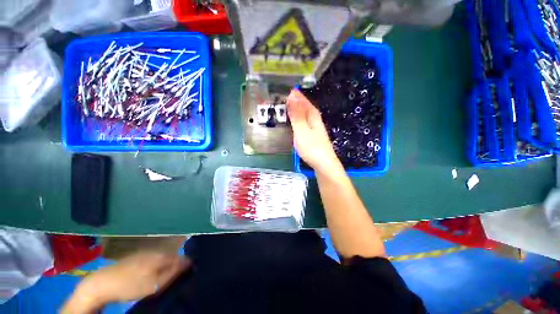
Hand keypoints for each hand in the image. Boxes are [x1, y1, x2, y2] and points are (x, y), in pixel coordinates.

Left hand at [62, 252, 189, 312]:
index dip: (186, 266)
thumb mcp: (154, 284)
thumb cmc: (130, 285)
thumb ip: (173, 273)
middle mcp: (155, 251)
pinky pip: (152, 261)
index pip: (181, 258)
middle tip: (172, 281)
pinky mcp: (135, 258)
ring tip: (161, 280)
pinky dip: (155, 268)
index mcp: (161, 256)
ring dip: (164, 268)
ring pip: (161, 259)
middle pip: (171, 258)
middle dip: (175, 267)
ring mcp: (144, 253)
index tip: (187, 275)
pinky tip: (148, 277)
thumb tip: (189, 262)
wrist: (102, 283)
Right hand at [287, 90, 342, 175]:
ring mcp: (314, 127)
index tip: (284, 88)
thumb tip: (292, 96)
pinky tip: (293, 120)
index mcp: (312, 115)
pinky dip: (297, 118)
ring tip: (285, 106)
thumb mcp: (301, 129)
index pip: (302, 100)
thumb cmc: (311, 147)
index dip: (294, 94)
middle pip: (304, 106)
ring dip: (295, 108)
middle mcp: (314, 118)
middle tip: (281, 96)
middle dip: (294, 100)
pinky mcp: (312, 134)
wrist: (323, 163)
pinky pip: (303, 121)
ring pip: (303, 113)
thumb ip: (296, 114)